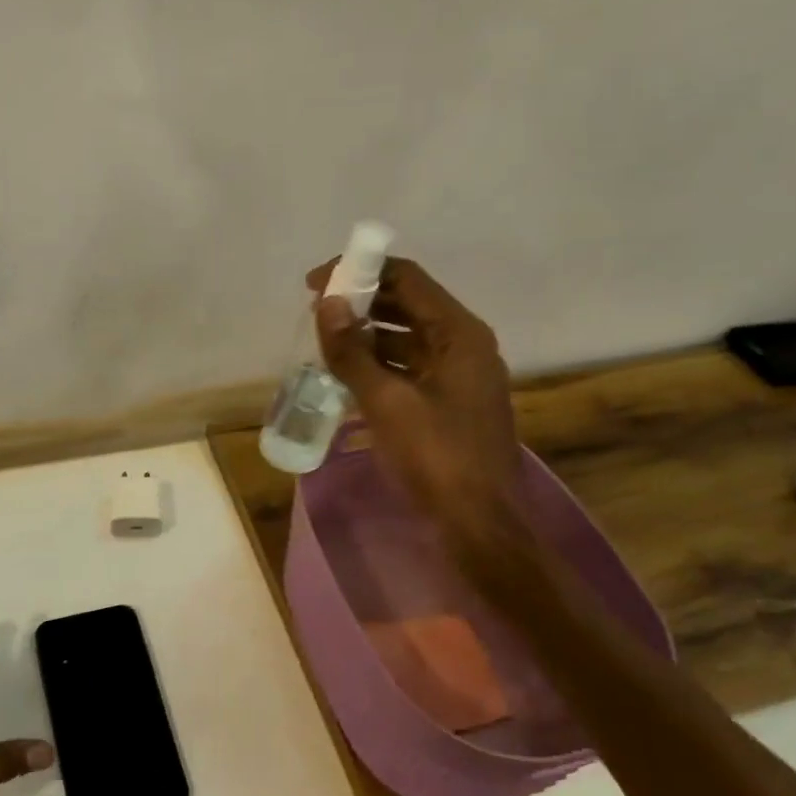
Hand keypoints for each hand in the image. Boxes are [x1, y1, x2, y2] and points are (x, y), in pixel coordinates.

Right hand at [308, 257, 530, 560]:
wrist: (479, 523)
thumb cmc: (436, 457)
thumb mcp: (386, 402)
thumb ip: (352, 352)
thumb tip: (327, 303)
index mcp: (459, 334)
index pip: (408, 279)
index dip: (361, 272)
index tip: (316, 284)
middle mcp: (464, 345)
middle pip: (408, 306)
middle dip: (361, 305)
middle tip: (316, 314)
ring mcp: (459, 376)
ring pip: (407, 340)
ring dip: (367, 338)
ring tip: (324, 346)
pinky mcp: (450, 404)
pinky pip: (410, 370)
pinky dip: (379, 368)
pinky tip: (347, 380)